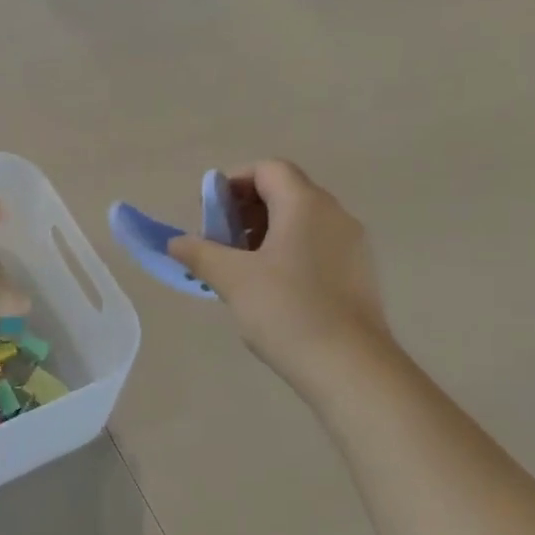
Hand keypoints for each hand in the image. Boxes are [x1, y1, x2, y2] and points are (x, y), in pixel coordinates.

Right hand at [168, 160, 391, 391]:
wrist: (349, 366)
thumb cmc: (286, 311)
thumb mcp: (232, 279)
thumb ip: (200, 253)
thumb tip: (175, 242)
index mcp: (305, 204)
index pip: (268, 169)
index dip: (235, 182)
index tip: (210, 212)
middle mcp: (334, 213)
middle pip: (286, 191)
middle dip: (247, 209)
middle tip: (220, 241)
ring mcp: (352, 244)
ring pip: (302, 220)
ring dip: (267, 232)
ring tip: (241, 267)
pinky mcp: (359, 273)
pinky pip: (318, 245)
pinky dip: (290, 251)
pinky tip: (272, 288)